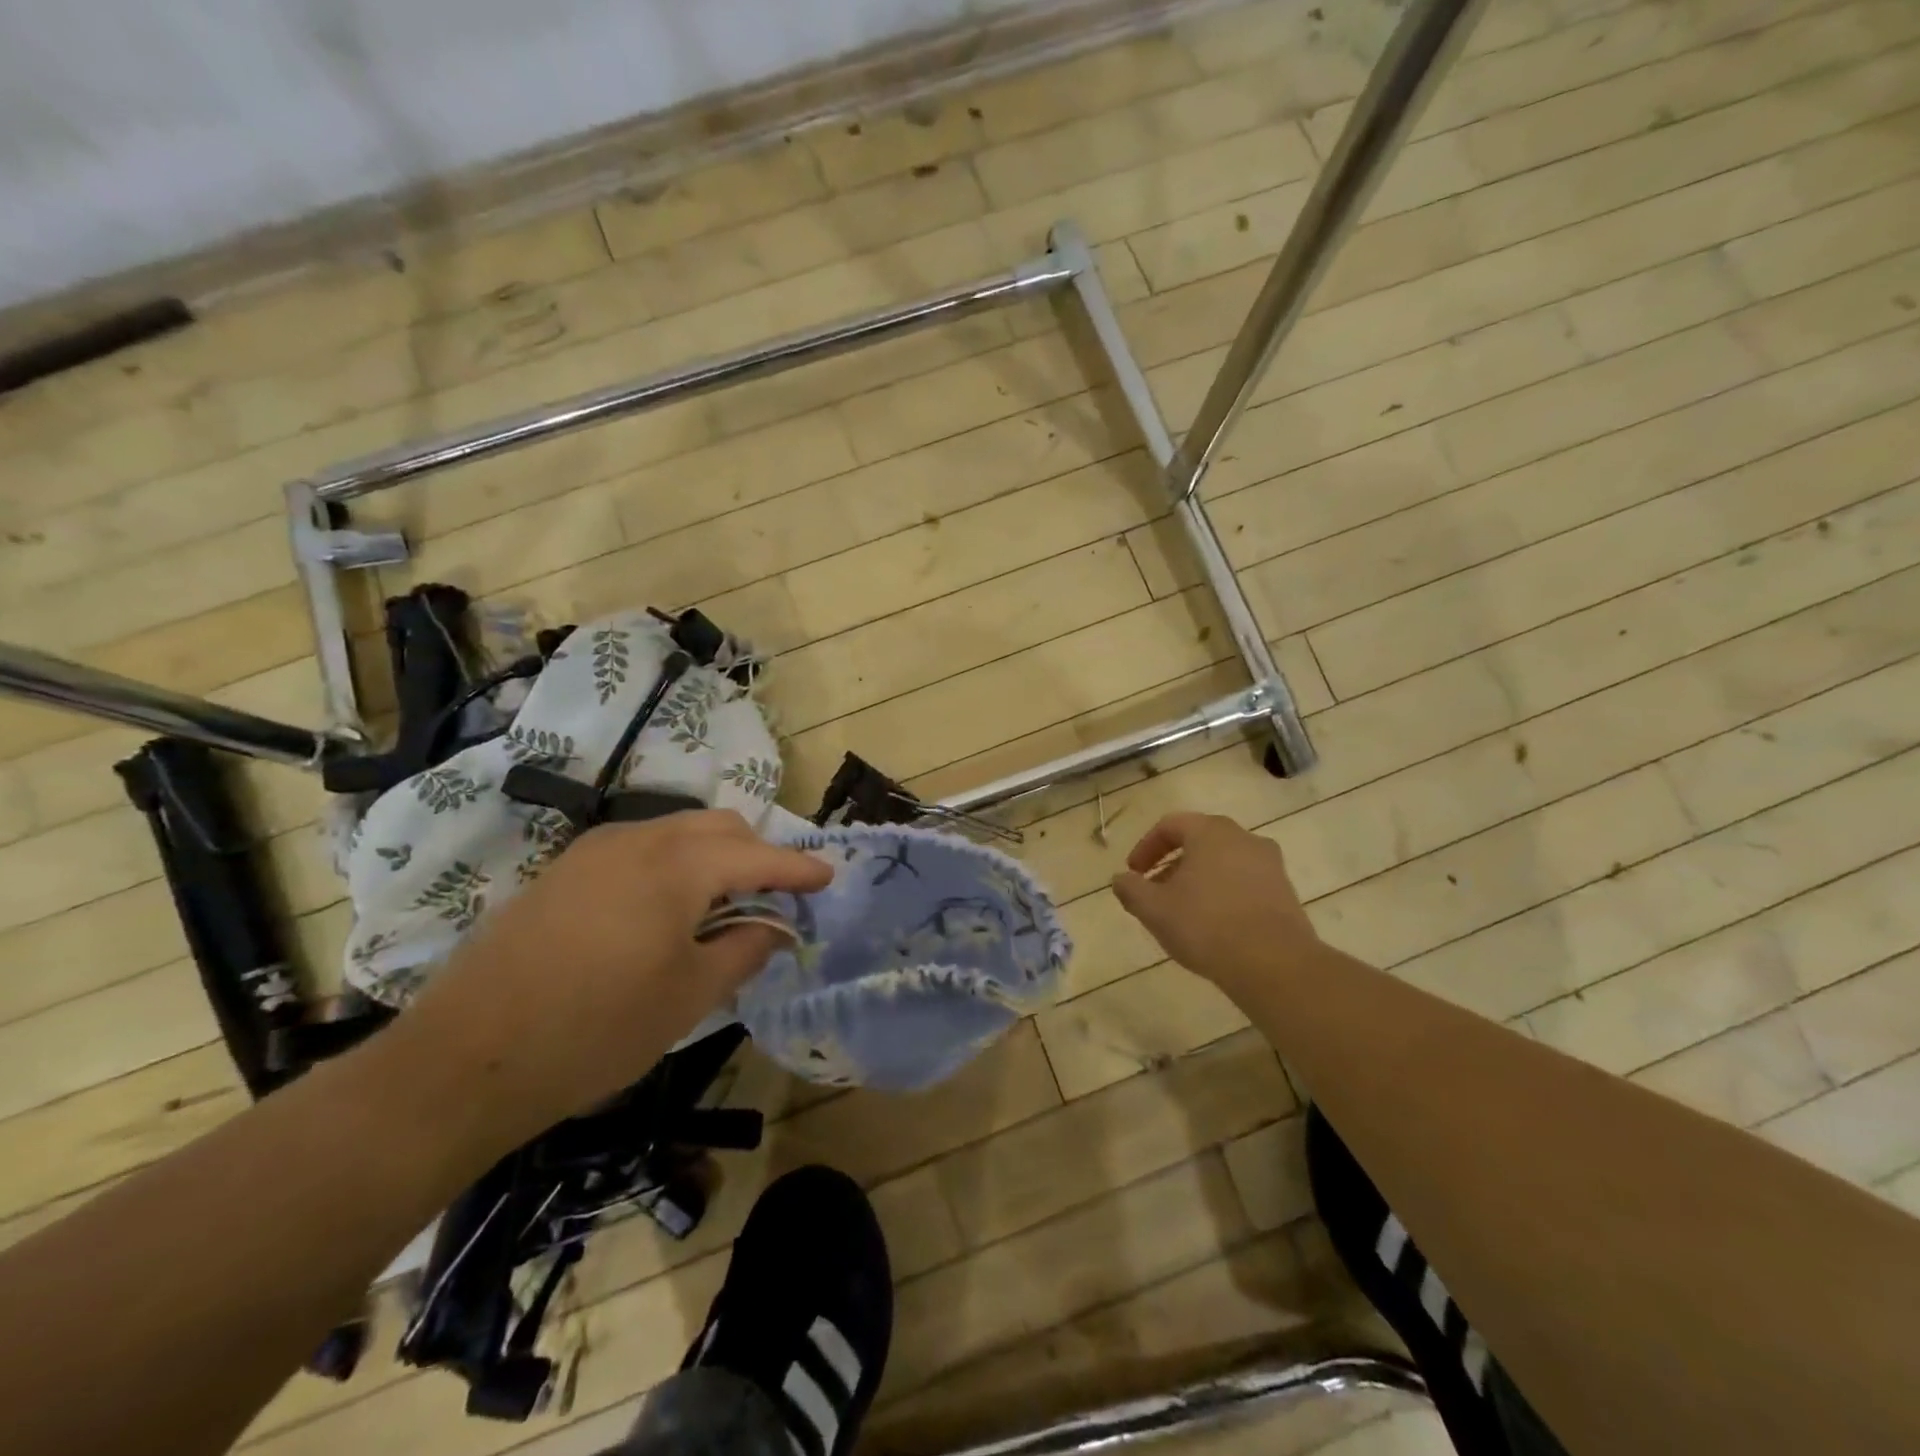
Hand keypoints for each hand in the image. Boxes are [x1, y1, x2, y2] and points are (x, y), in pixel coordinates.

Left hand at [395, 810, 831, 1148]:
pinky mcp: (564, 870)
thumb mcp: (688, 997)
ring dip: (713, 856)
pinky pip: (639, 848)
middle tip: (775, 895)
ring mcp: (594, 850)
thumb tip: (773, 926)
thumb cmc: (596, 1030)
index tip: (829, 877)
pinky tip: (667, 908)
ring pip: (677, 831)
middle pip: (718, 826)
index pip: (758, 855)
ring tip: (723, 903)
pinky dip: (672, 864)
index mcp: (678, 866)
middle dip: (756, 853)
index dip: (799, 868)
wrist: (464, 1059)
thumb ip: (744, 950)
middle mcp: (639, 840)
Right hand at [1111, 813, 1320, 997]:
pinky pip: (1244, 882)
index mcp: (1210, 831)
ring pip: (1223, 862)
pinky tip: (1214, 923)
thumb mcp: (1154, 909)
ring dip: (1198, 879)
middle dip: (1172, 863)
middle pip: (1199, 841)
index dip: (1146, 847)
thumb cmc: (1206, 925)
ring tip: (1183, 910)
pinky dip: (1223, 893)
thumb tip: (1120, 879)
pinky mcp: (1285, 892)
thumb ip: (1131, 889)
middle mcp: (1243, 838)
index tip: (1133, 873)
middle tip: (1155, 890)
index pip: (1170, 825)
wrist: (1274, 964)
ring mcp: (1269, 864)